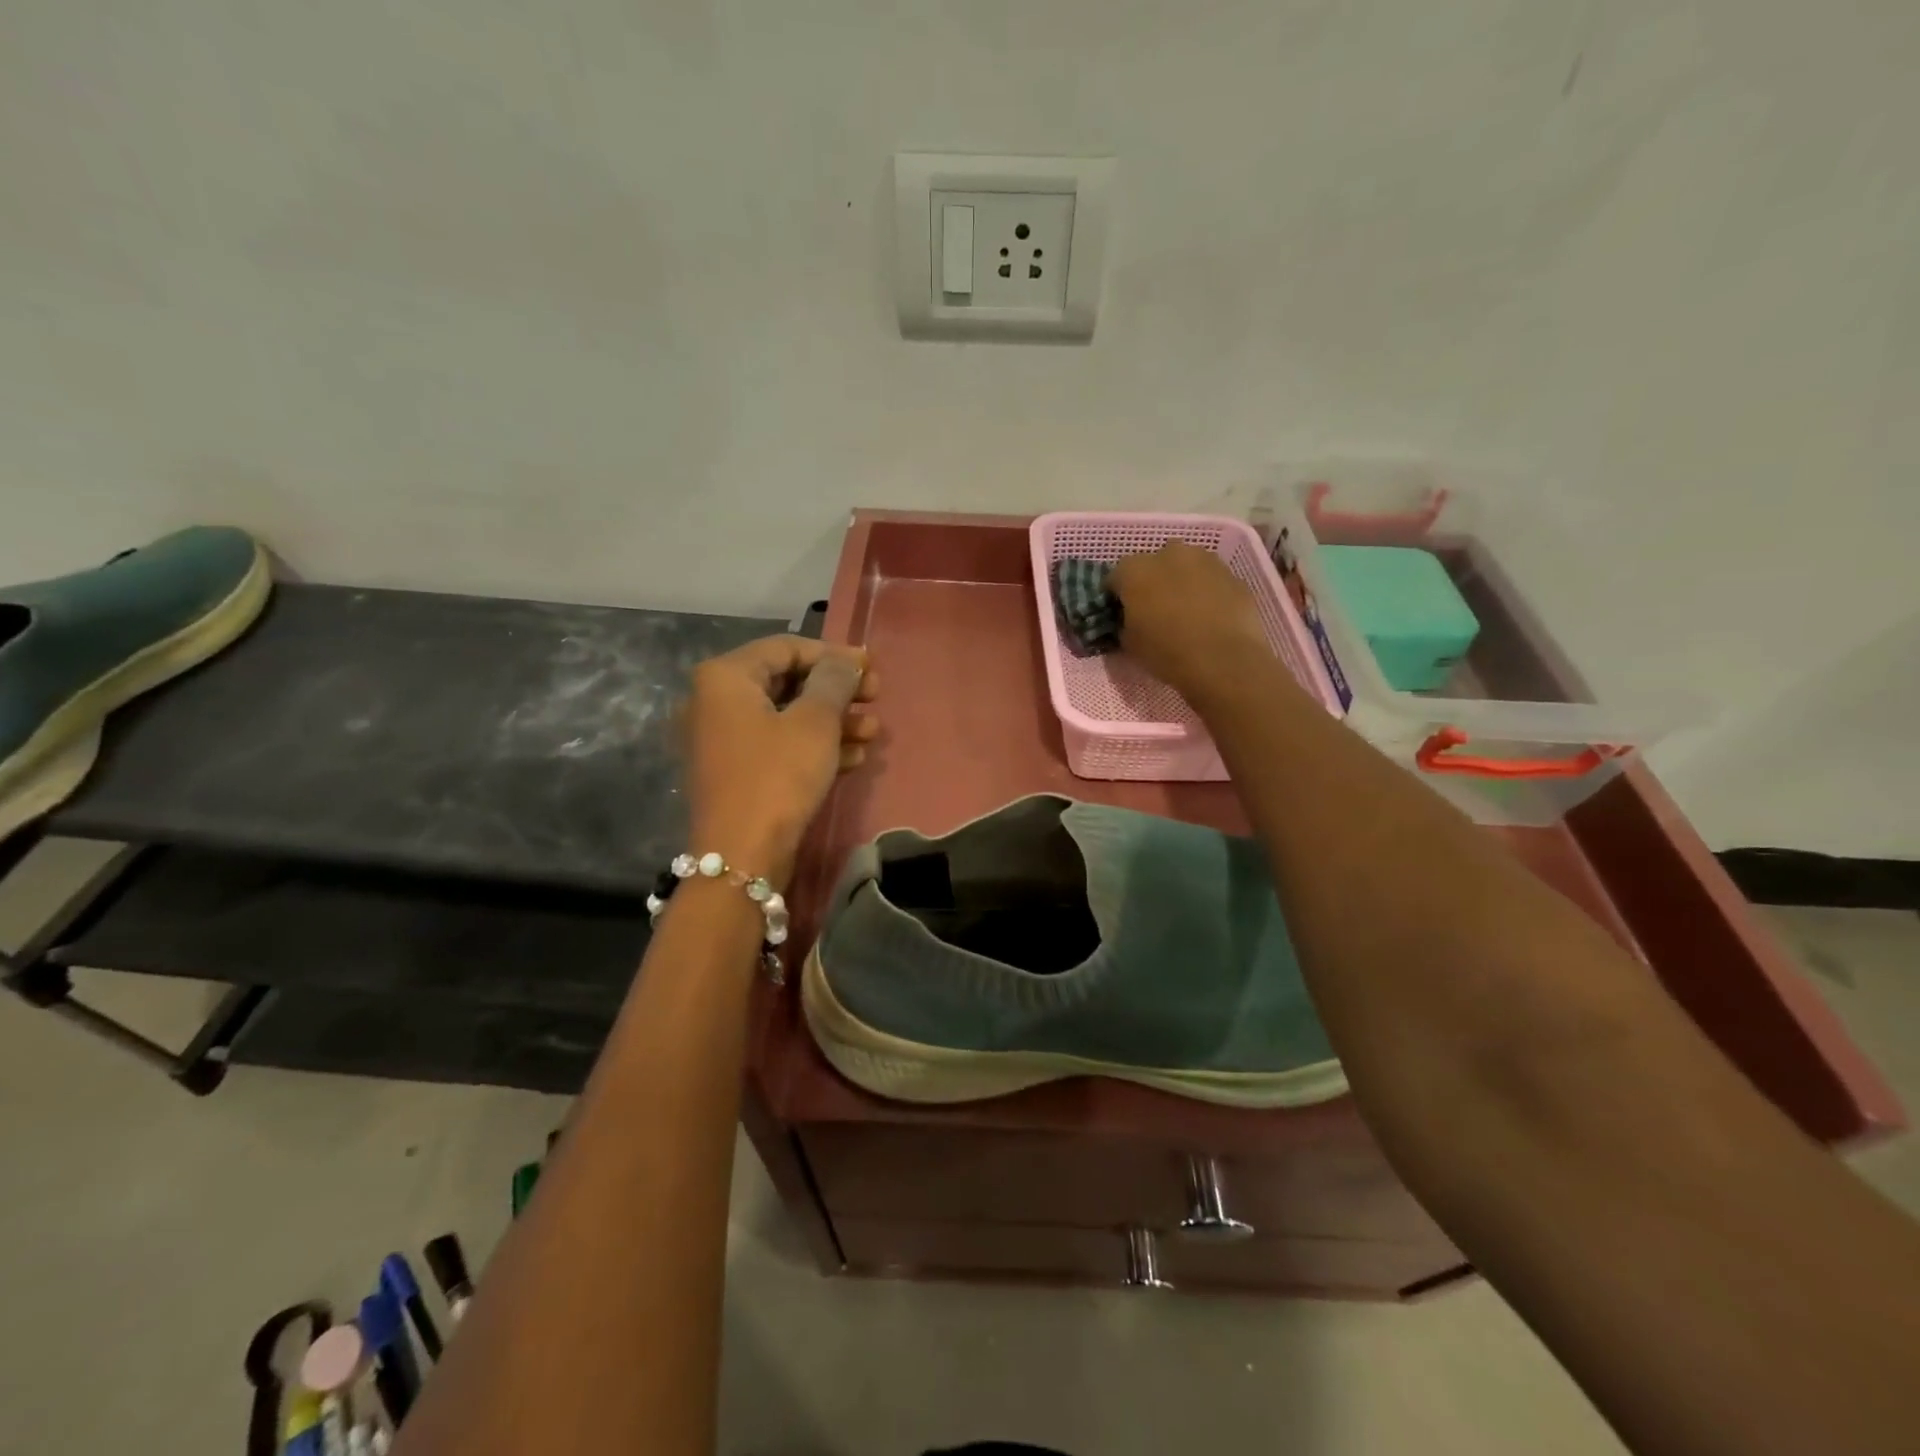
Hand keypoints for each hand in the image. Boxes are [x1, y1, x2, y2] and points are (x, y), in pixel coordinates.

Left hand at [683, 636, 877, 884]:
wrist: (742, 857)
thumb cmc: (778, 777)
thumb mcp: (815, 723)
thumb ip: (834, 681)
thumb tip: (847, 660)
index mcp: (725, 678)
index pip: (786, 648)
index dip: (833, 655)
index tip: (871, 667)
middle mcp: (716, 702)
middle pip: (788, 682)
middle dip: (837, 690)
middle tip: (876, 697)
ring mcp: (724, 740)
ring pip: (787, 716)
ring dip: (833, 721)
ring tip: (873, 732)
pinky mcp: (737, 772)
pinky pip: (779, 745)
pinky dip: (815, 746)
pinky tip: (855, 756)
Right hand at [1107, 541, 1269, 698]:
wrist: (1224, 660)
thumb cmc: (1167, 652)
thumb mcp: (1129, 644)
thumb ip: (1124, 623)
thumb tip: (1130, 619)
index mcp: (1135, 570)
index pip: (1115, 578)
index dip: (1117, 597)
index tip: (1122, 615)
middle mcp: (1168, 554)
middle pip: (1153, 565)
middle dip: (1151, 583)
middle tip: (1154, 611)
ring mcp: (1205, 560)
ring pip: (1185, 567)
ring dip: (1181, 582)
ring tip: (1185, 612)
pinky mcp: (1232, 574)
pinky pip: (1211, 580)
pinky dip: (1207, 592)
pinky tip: (1209, 616)